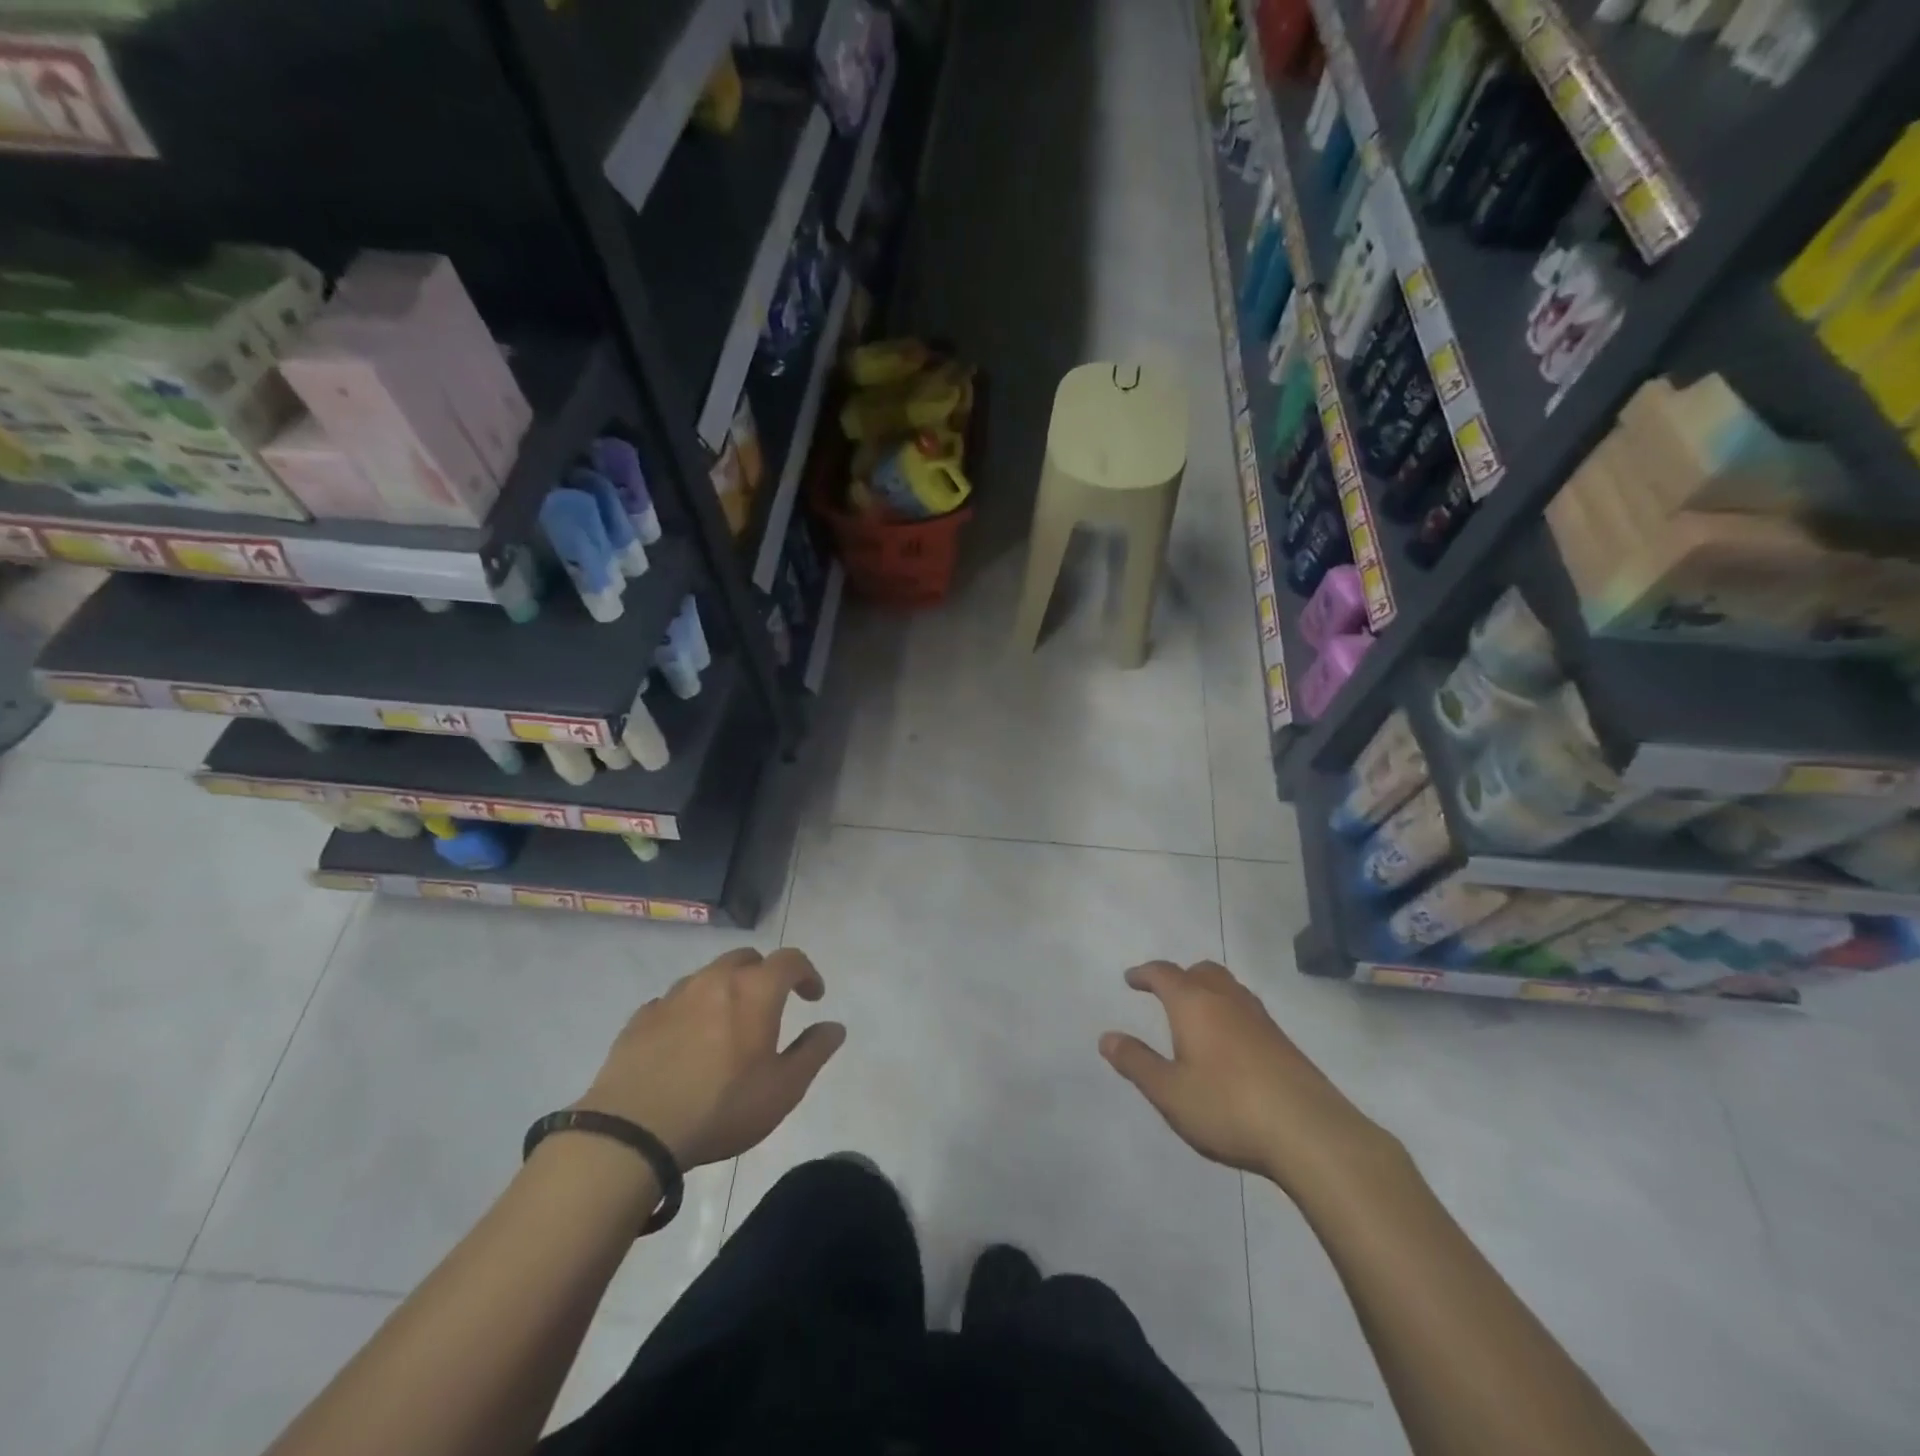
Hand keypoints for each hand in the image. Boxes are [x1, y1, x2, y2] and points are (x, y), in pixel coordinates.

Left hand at [577, 947, 844, 1168]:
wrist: (632, 1132)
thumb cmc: (721, 1107)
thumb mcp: (783, 1089)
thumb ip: (813, 1052)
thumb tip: (834, 1026)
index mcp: (755, 990)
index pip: (790, 960)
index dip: (807, 973)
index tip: (813, 996)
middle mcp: (715, 980)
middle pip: (746, 958)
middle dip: (764, 974)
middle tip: (770, 1006)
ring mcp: (674, 996)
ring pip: (708, 976)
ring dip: (725, 990)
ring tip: (726, 1026)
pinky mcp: (641, 1018)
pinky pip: (673, 1001)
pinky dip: (689, 1011)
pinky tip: (685, 1042)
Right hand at [1099, 960, 1391, 1192]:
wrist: (1310, 1133)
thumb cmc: (1228, 1107)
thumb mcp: (1169, 1092)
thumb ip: (1136, 1062)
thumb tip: (1106, 1037)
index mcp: (1194, 1004)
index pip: (1164, 974)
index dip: (1144, 974)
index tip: (1131, 979)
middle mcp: (1227, 1000)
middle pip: (1201, 971)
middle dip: (1180, 976)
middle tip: (1165, 992)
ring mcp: (1260, 1019)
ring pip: (1229, 988)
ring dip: (1208, 991)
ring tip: (1197, 1016)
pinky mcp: (1284, 1042)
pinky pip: (1247, 1010)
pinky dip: (1230, 1012)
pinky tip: (1230, 1044)